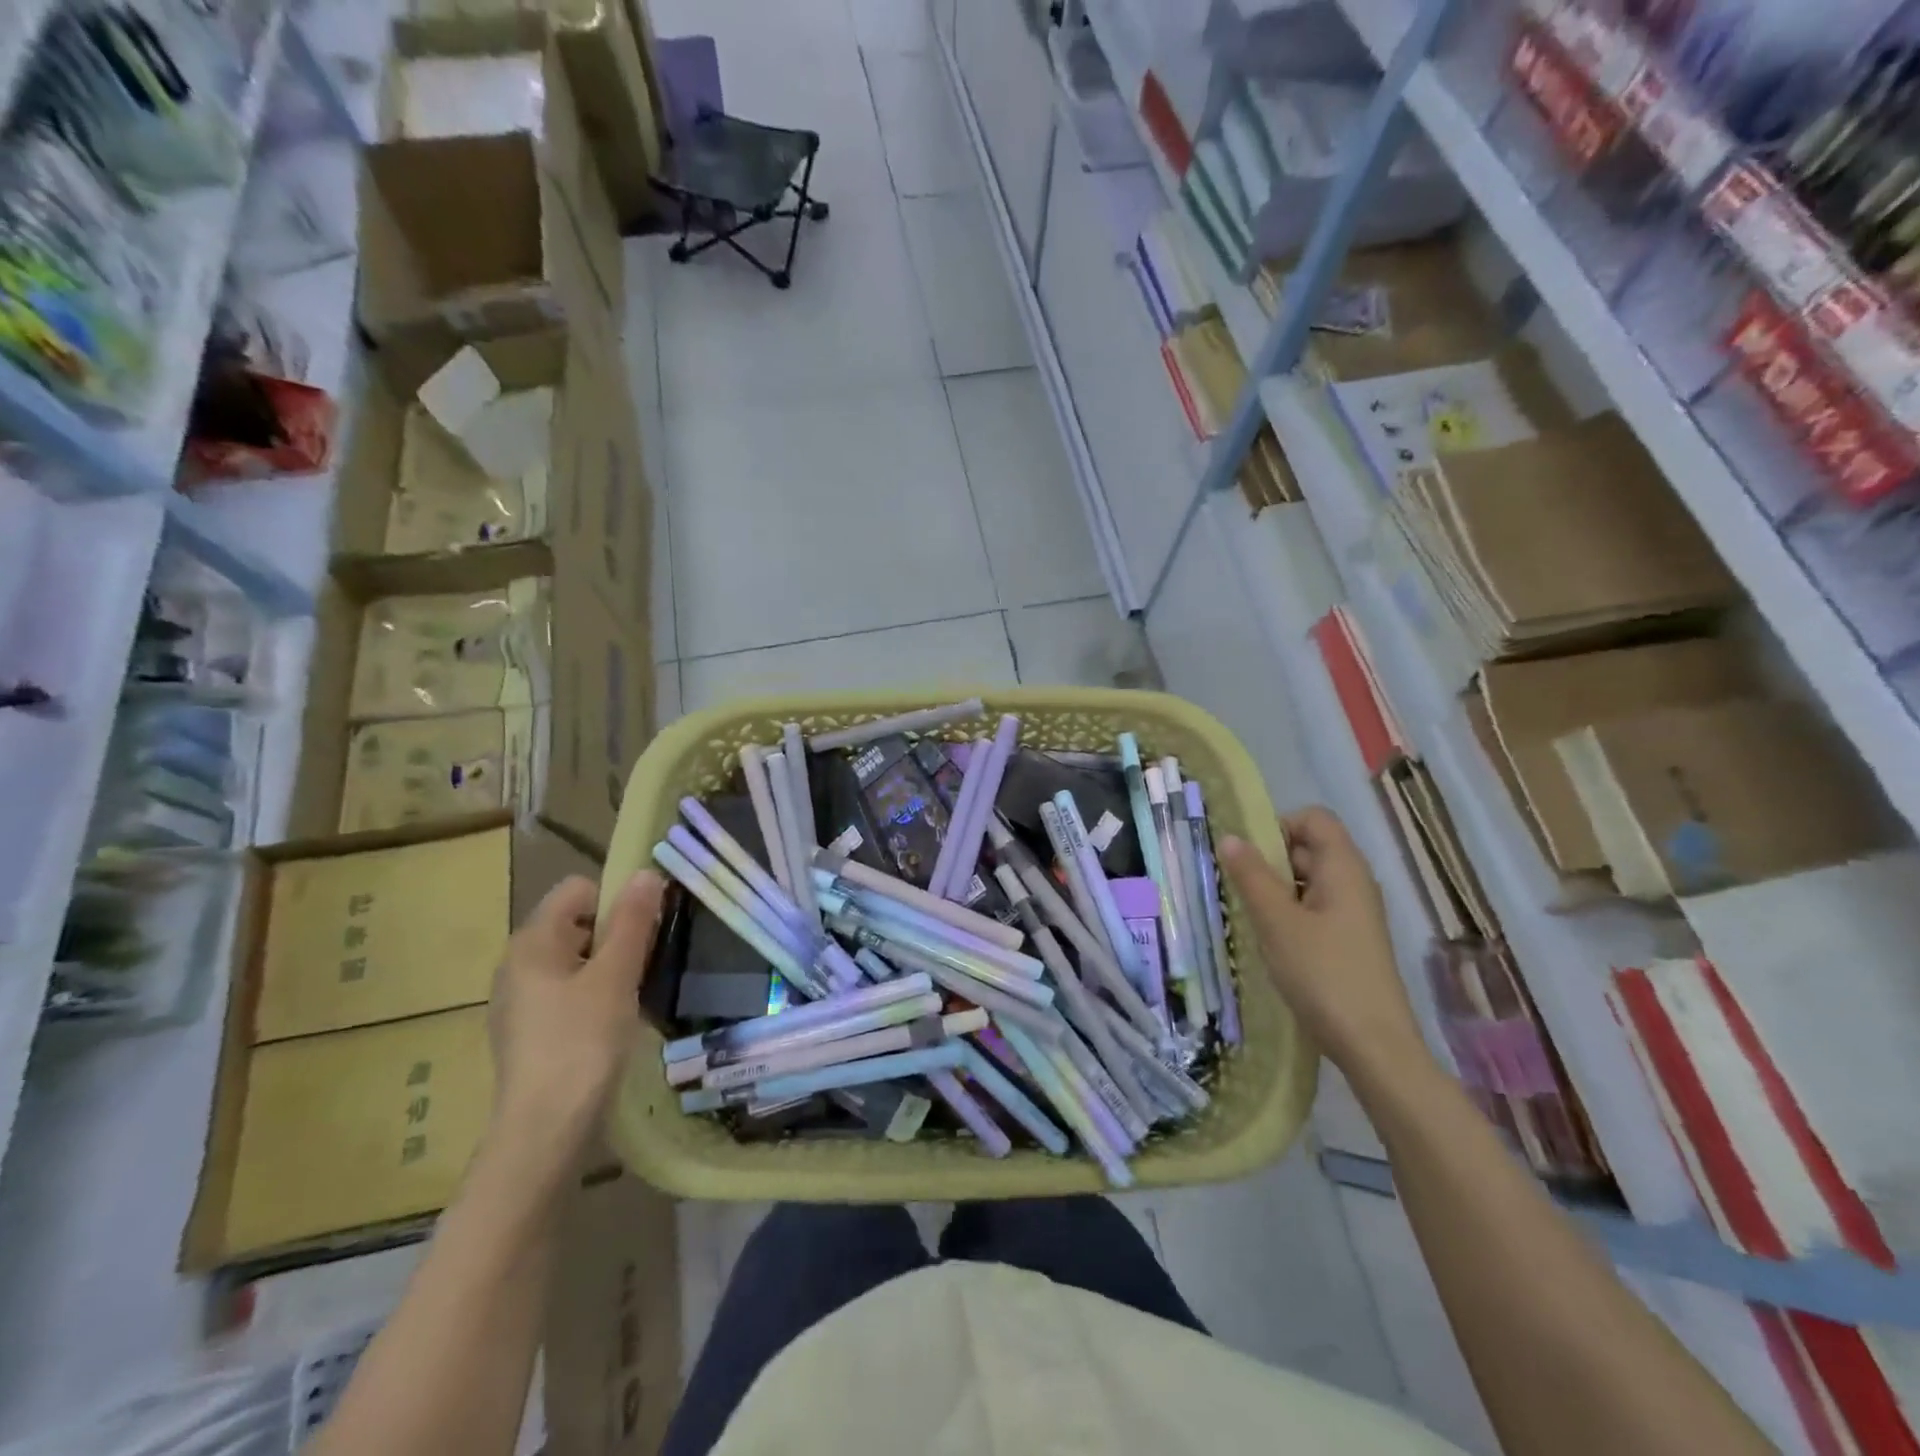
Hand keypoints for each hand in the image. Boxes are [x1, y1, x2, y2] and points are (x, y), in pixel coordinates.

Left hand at [487, 872, 662, 1175]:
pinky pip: (567, 991)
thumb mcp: (616, 975)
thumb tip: (646, 872)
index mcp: (532, 941)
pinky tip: (611, 1023)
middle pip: (576, 923)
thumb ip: (632, 921)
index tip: (645, 930)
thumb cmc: (582, 1042)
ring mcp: (519, 1000)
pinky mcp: (528, 1031)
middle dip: (615, 934)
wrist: (544, 1131)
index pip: (578, 889)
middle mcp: (517, 963)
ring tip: (632, 995)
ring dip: (607, 967)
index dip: (616, 899)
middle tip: (644, 964)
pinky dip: (593, 995)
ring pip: (574, 959)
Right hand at [1220, 807, 1428, 1076]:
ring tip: (1247, 914)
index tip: (1248, 854)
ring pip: (1307, 880)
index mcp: (1343, 868)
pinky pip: (1313, 908)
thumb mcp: (1277, 922)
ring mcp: (1353, 913)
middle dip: (1269, 858)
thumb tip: (1230, 837)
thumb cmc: (1323, 974)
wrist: (1373, 1045)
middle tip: (1235, 885)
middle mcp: (1353, 883)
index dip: (1279, 825)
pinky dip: (1288, 912)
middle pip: (1309, 847)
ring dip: (1274, 888)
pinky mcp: (1348, 940)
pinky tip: (1269, 938)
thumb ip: (1251, 876)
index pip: (1313, 819)